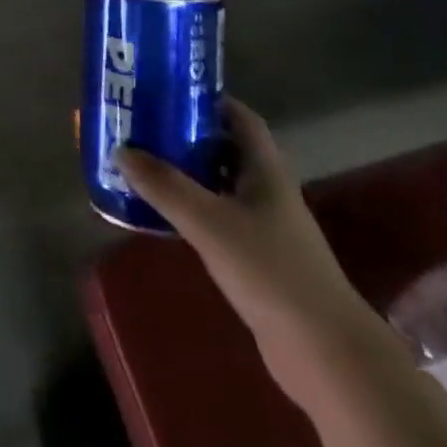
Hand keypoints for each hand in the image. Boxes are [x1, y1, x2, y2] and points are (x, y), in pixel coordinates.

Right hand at [118, 100, 381, 403]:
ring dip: (184, 174)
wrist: (326, 355)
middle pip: (223, 148)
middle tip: (142, 125)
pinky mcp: (256, 260)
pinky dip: (189, 210)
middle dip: (185, 135)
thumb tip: (120, 149)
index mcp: (265, 169)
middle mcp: (266, 191)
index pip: (239, 117)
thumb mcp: (209, 222)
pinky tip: (160, 215)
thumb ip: (164, 185)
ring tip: (141, 163)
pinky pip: (215, 220)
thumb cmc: (270, 271)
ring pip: (217, 185)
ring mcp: (263, 227)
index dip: (207, 99)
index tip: (167, 91)